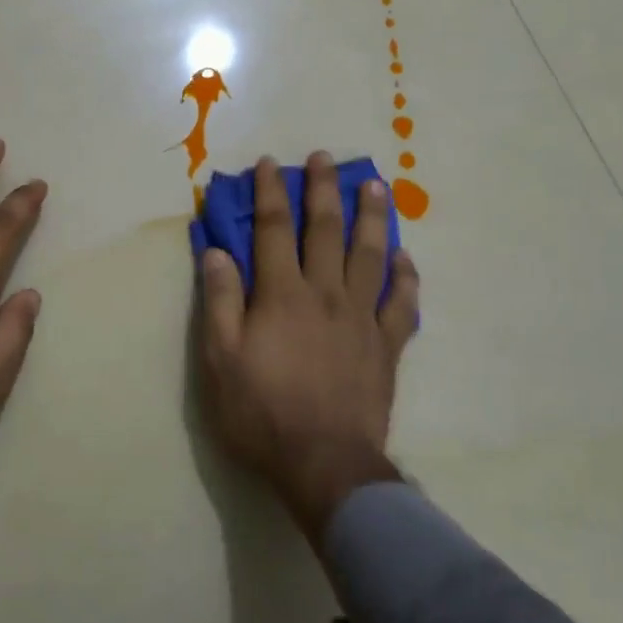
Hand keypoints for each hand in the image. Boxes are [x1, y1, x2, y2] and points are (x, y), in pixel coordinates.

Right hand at [198, 152, 420, 538]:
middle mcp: (325, 294)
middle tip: (324, 158)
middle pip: (325, 231)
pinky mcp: (387, 347)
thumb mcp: (220, 359)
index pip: (272, 230)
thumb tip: (216, 250)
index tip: (269, 163)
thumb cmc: (262, 412)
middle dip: (322, 190)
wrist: (324, 464)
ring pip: (370, 256)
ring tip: (373, 186)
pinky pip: (402, 303)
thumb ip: (220, 300)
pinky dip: (406, 277)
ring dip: (371, 217)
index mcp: (282, 294)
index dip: (269, 193)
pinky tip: (405, 259)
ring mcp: (362, 319)